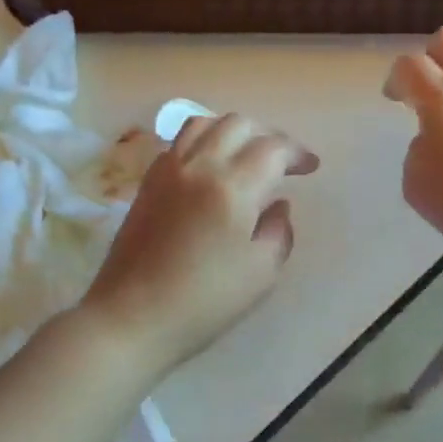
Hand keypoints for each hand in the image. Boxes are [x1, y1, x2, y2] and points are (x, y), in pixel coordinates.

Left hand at [82, 114, 317, 374]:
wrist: (131, 318)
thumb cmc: (205, 303)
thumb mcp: (261, 273)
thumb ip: (279, 231)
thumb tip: (277, 205)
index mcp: (233, 187)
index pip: (273, 148)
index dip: (297, 153)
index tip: (311, 168)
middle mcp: (199, 166)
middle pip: (238, 124)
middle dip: (268, 135)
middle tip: (283, 161)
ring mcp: (167, 171)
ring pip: (204, 123)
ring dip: (233, 131)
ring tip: (246, 155)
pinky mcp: (147, 183)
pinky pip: (179, 143)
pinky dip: (203, 141)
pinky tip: (211, 167)